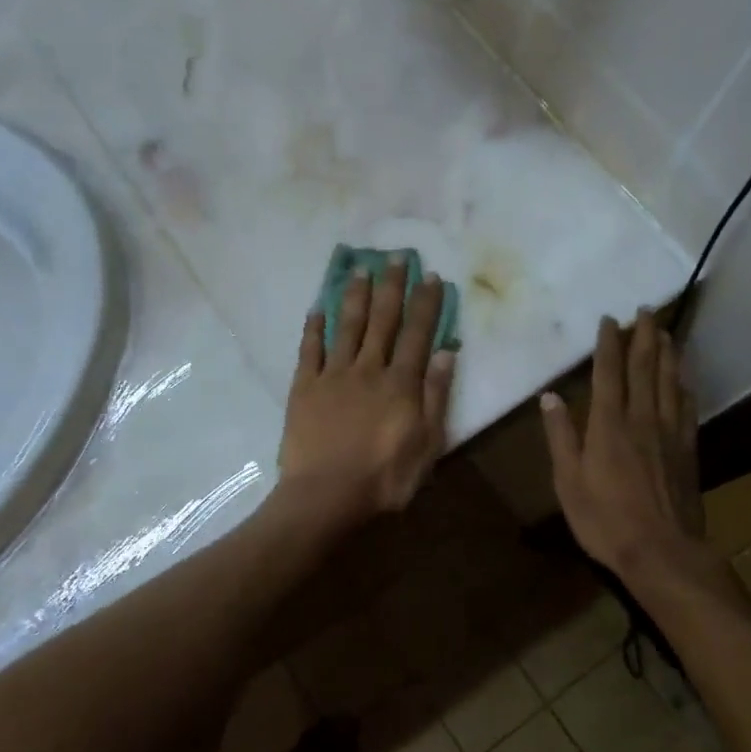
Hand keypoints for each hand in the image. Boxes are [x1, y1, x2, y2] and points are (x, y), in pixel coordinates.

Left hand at [276, 262, 456, 527]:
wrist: (326, 495)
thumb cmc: (384, 478)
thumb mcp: (427, 444)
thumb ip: (435, 397)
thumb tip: (445, 352)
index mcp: (400, 384)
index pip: (417, 334)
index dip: (425, 304)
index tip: (429, 275)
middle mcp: (368, 369)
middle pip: (382, 321)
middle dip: (391, 287)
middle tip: (394, 256)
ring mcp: (333, 376)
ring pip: (346, 327)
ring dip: (354, 296)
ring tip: (360, 269)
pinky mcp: (304, 388)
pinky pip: (310, 351)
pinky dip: (314, 329)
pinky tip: (316, 309)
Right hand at [541, 310, 719, 586]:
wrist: (661, 551)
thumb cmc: (604, 518)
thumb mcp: (568, 480)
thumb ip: (561, 436)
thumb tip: (550, 397)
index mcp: (608, 424)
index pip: (608, 373)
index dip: (608, 343)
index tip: (609, 319)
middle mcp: (641, 418)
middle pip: (645, 367)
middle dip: (644, 335)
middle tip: (646, 310)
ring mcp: (669, 432)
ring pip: (670, 381)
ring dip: (667, 352)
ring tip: (666, 330)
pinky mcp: (687, 449)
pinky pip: (687, 406)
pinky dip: (684, 384)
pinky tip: (684, 376)